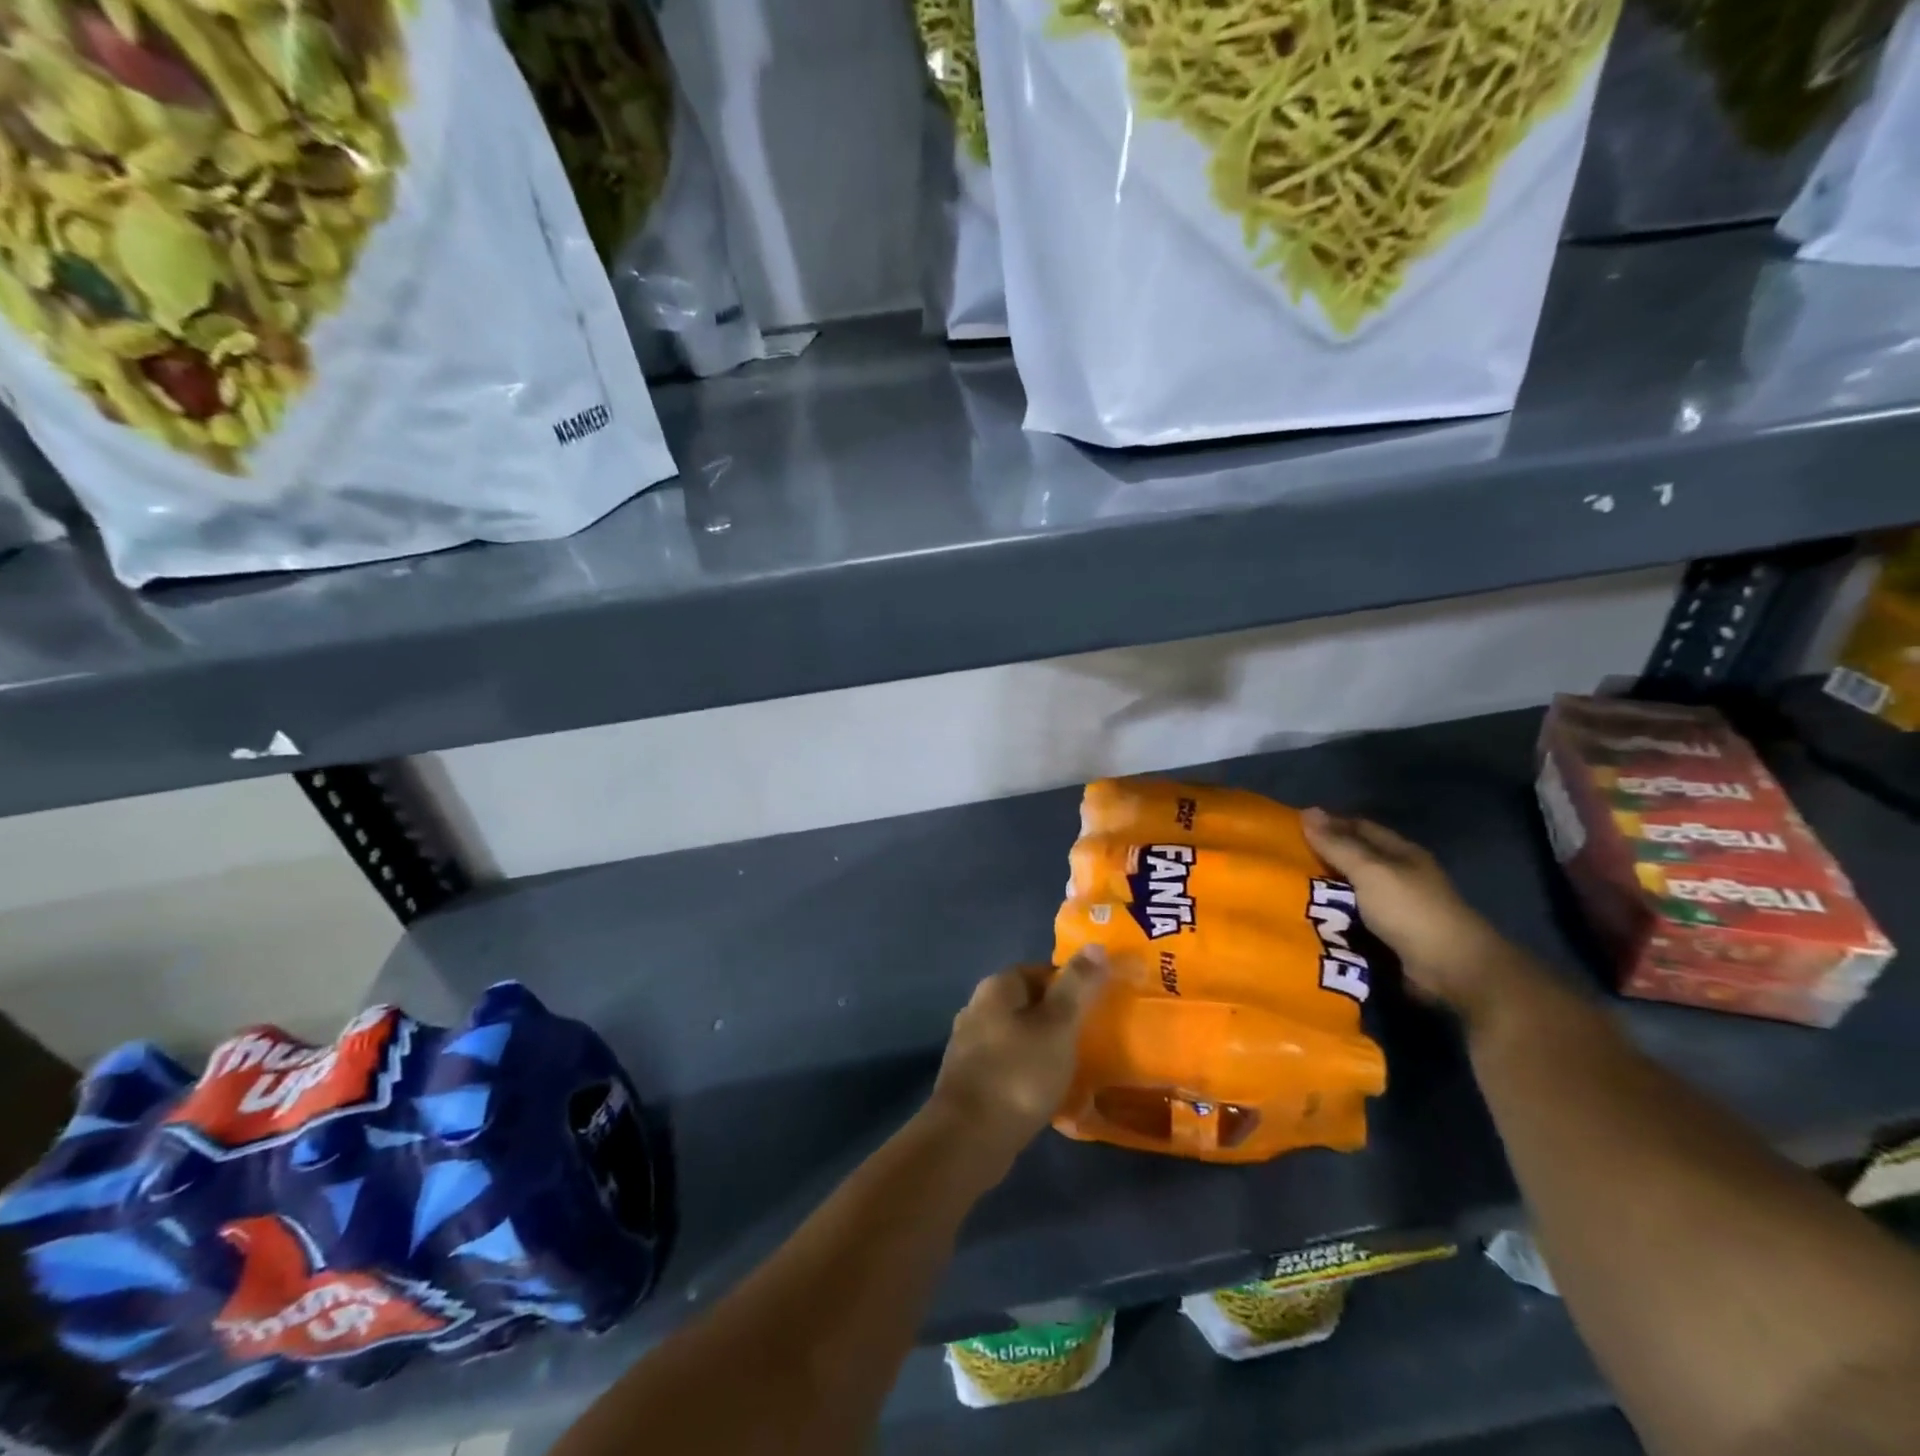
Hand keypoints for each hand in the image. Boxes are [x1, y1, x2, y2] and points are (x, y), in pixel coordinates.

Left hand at [928, 951, 1107, 1167]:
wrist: (968, 1138)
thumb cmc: (1018, 1074)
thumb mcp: (1057, 1026)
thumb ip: (1077, 986)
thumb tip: (1095, 945)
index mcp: (997, 987)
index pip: (1041, 971)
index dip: (1072, 985)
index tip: (1099, 1006)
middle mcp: (977, 1008)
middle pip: (1029, 1003)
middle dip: (1058, 1017)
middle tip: (1092, 1038)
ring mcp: (970, 1044)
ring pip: (1018, 1035)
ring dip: (1043, 1046)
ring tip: (1076, 1066)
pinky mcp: (970, 1079)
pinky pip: (1008, 1065)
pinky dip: (1028, 1072)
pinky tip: (1048, 1092)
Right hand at [1302, 808, 1529, 1020]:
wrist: (1452, 970)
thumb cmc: (1410, 911)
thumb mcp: (1370, 871)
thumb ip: (1337, 844)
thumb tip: (1307, 811)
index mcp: (1400, 853)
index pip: (1358, 827)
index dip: (1328, 824)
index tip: (1290, 829)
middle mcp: (1398, 876)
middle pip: (1353, 860)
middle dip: (1320, 860)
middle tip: (1278, 862)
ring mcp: (1394, 909)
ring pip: (1349, 893)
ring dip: (1322, 894)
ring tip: (1283, 891)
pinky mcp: (1388, 938)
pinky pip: (1351, 921)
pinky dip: (1331, 920)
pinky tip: (1305, 920)